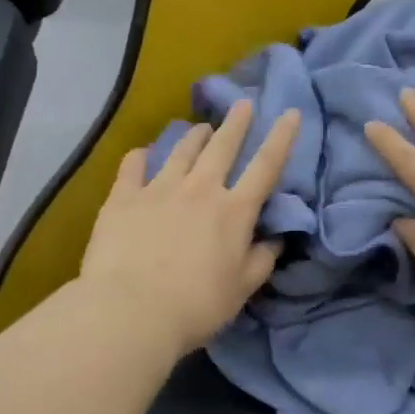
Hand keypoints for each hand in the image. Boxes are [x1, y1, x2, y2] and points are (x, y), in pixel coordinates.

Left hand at [80, 100, 300, 358]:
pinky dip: (140, 156)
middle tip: (243, 103)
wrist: (132, 310)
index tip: (291, 113)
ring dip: (194, 135)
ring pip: (181, 150)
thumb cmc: (197, 305)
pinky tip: (143, 153)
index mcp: (234, 212)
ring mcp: (159, 189)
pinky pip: (133, 166)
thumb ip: (262, 260)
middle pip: (222, 147)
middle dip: (236, 123)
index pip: (265, 167)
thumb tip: (275, 239)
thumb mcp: (242, 289)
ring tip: (201, 126)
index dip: (281, 138)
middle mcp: (200, 190)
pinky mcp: (123, 198)